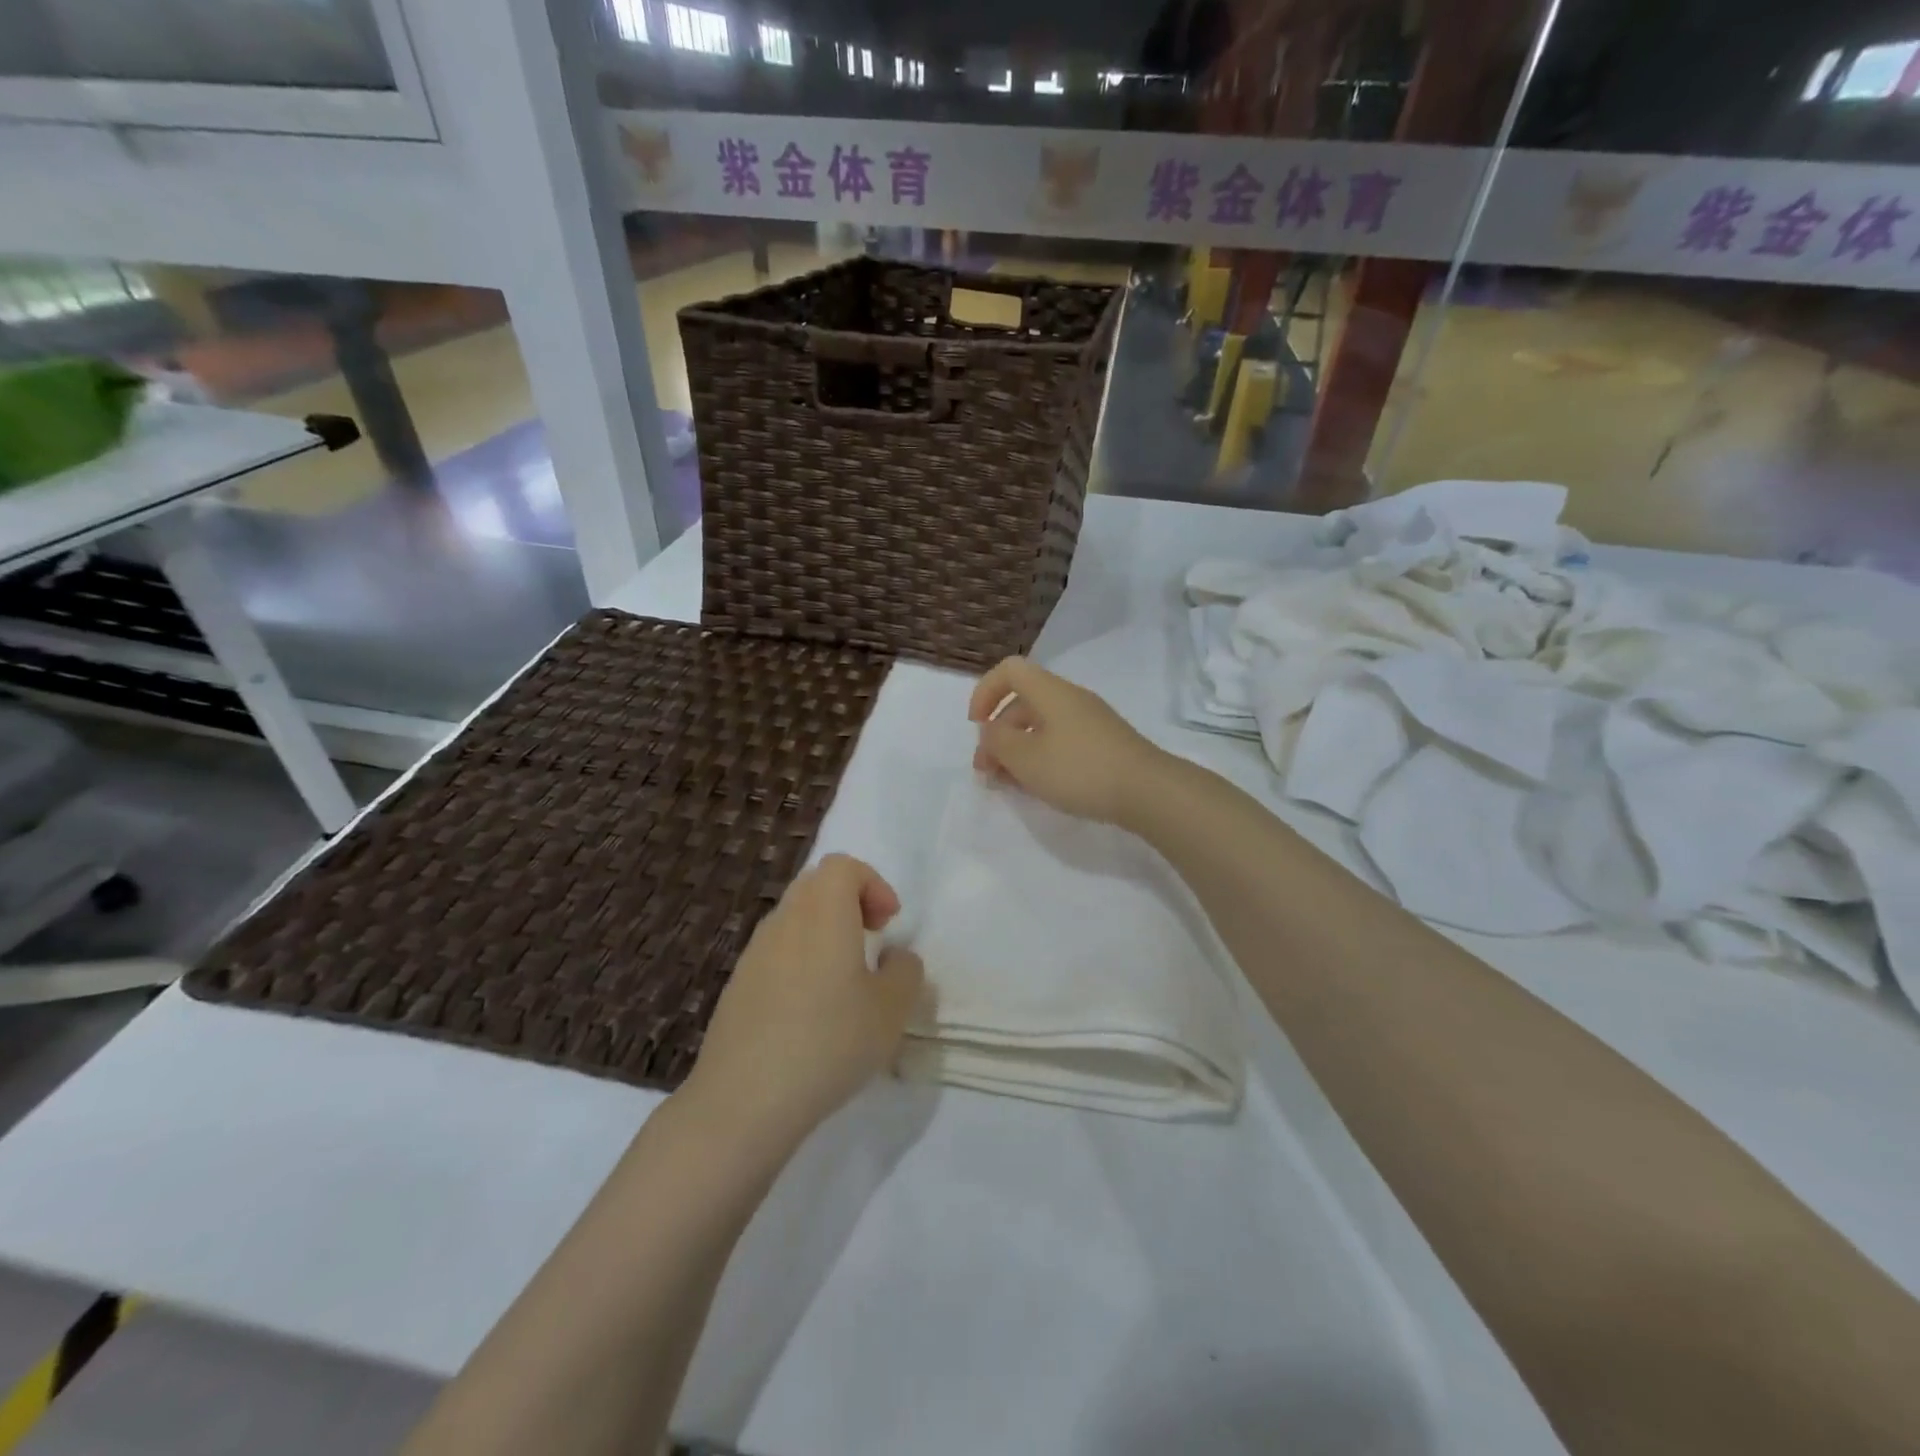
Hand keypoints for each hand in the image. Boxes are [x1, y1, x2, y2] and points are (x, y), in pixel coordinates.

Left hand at [685, 855, 923, 1149]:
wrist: (744, 1099)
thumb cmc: (829, 1042)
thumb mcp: (891, 1010)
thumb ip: (905, 972)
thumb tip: (895, 957)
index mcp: (823, 913)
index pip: (843, 866)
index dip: (873, 885)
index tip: (889, 925)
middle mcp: (785, 921)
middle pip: (816, 885)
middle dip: (849, 902)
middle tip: (871, 941)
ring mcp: (754, 953)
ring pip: (794, 918)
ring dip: (824, 932)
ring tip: (844, 980)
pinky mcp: (737, 985)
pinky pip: (775, 952)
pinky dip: (799, 960)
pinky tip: (810, 1012)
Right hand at [968, 657, 1166, 826]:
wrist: (1147, 791)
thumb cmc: (1079, 769)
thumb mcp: (1026, 758)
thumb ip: (997, 741)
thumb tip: (990, 730)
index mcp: (1050, 692)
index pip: (1009, 670)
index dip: (985, 692)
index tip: (976, 725)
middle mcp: (1070, 699)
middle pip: (1022, 703)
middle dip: (998, 734)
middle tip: (987, 772)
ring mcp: (1090, 721)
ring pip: (1040, 726)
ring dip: (1017, 750)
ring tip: (1008, 784)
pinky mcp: (1103, 744)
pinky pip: (1060, 741)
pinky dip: (1041, 758)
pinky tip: (1038, 786)